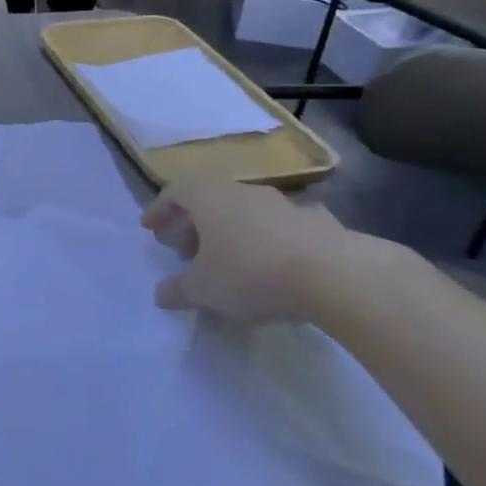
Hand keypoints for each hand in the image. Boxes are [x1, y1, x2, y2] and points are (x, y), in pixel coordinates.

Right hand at [141, 172, 365, 328]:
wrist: (336, 275)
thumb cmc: (252, 273)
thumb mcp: (205, 290)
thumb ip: (179, 290)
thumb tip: (161, 293)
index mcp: (208, 198)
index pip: (175, 191)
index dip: (159, 209)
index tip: (150, 229)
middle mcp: (242, 191)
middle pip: (208, 199)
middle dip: (191, 223)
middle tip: (182, 249)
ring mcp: (282, 203)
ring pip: (244, 211)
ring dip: (229, 230)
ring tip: (225, 259)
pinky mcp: (317, 222)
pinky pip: (280, 225)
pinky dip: (268, 239)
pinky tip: (273, 261)